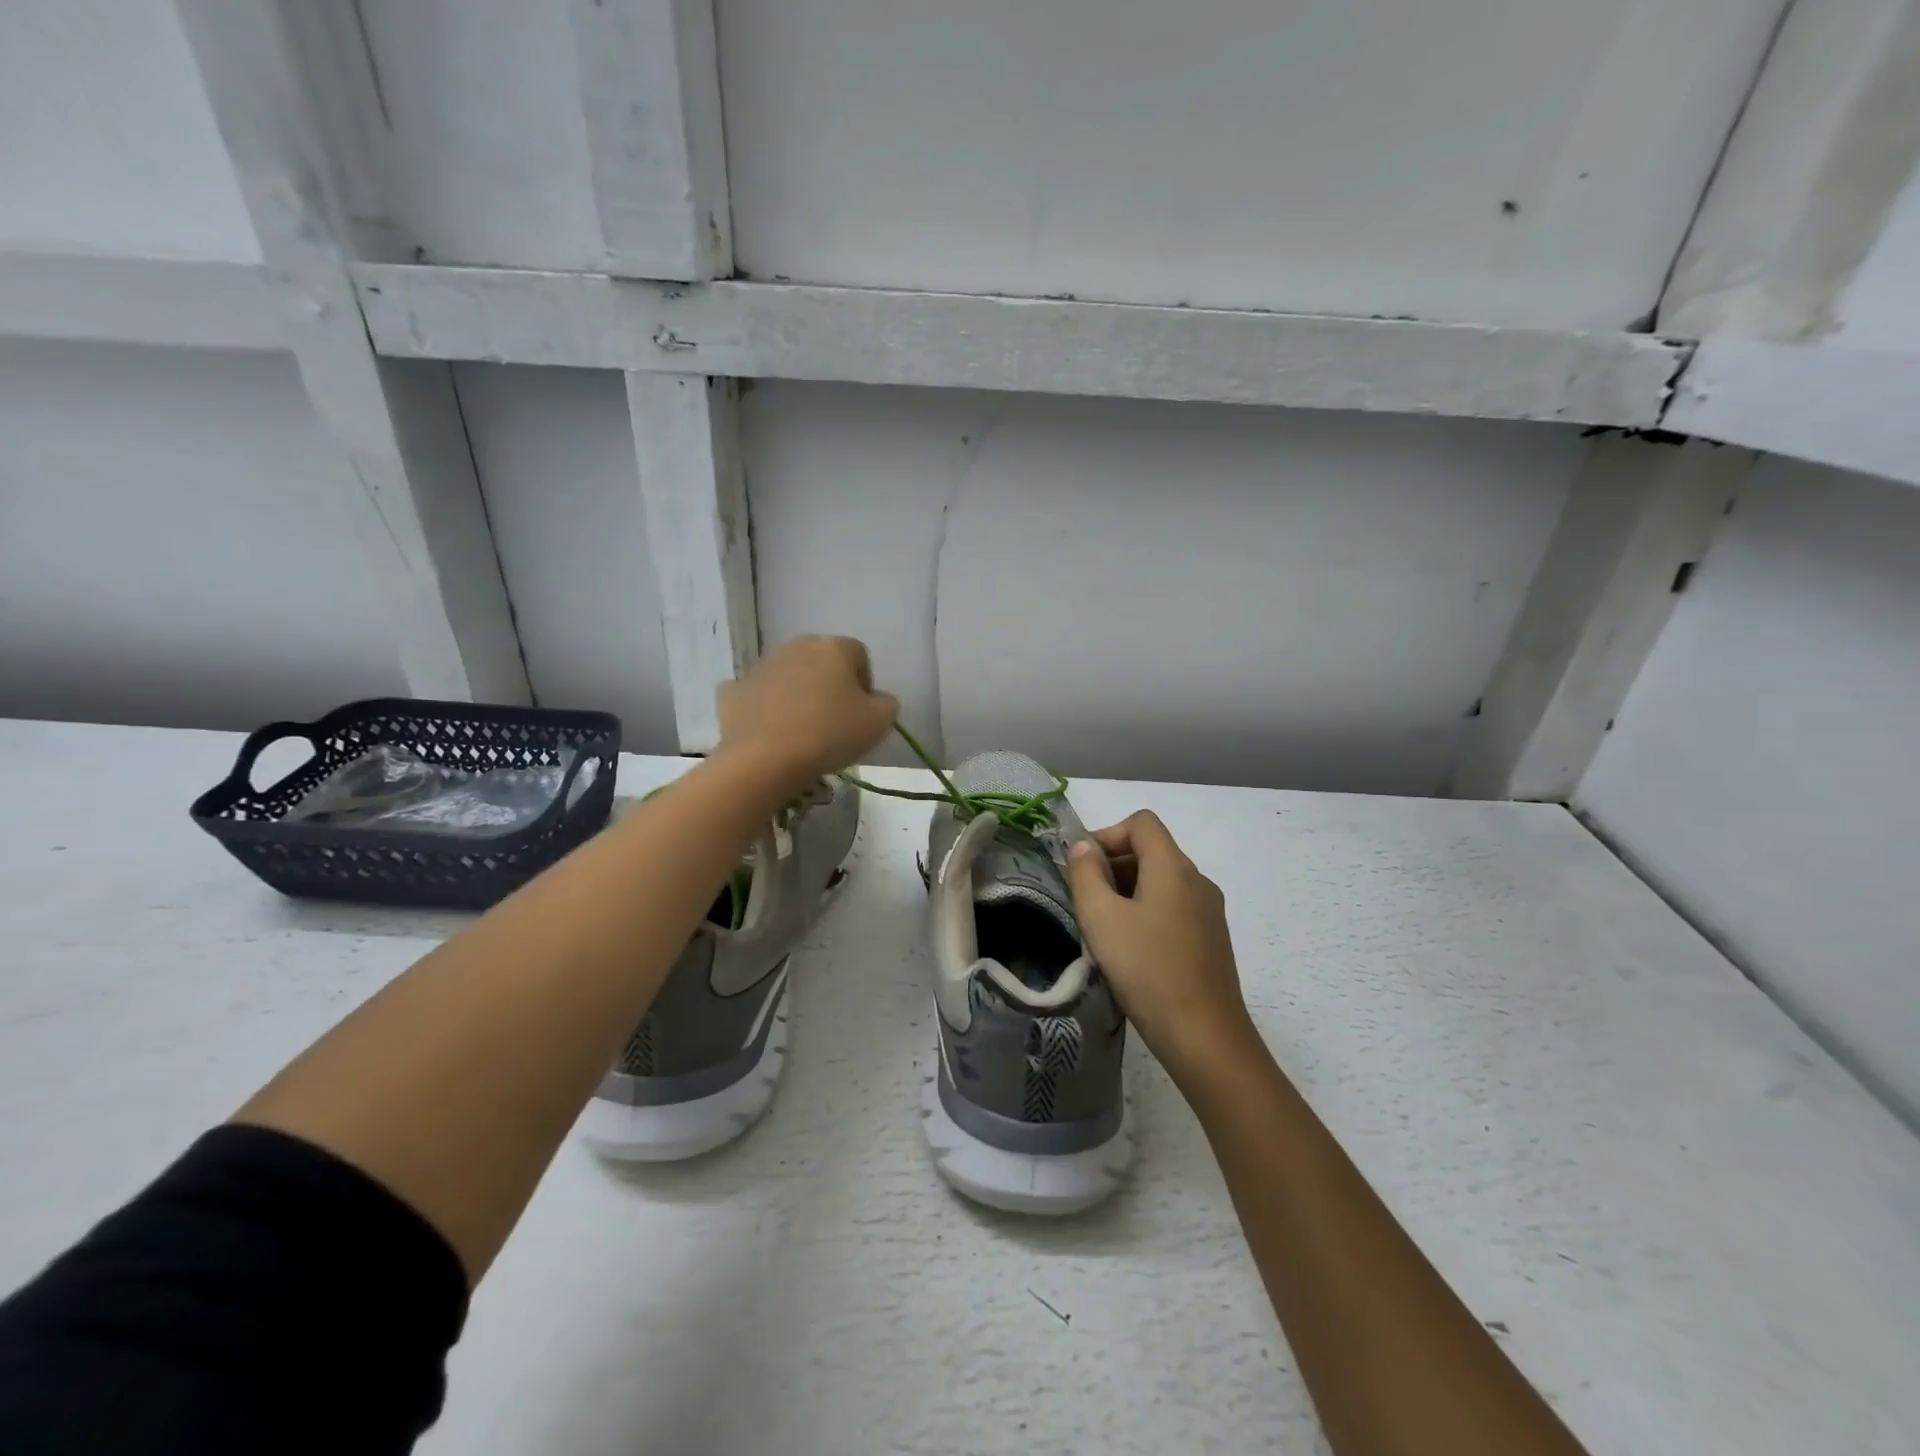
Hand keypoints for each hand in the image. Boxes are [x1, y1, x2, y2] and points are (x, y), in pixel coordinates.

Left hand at [716, 636, 898, 794]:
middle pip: (821, 662)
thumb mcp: (879, 723)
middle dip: (829, 685)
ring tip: (801, 731)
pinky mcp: (733, 690)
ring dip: (797, 695)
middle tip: (833, 722)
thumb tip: (876, 700)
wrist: (764, 759)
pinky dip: (764, 707)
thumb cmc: (829, 735)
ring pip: (788, 676)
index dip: (864, 684)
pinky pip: (756, 694)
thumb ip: (887, 704)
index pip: (859, 656)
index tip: (861, 714)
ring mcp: (761, 666)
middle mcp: (796, 647)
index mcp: (834, 647)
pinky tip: (770, 731)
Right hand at [1065, 811, 1261, 1091]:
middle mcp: (1197, 881)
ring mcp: (1209, 912)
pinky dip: (1146, 914)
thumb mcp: (1101, 918)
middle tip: (1084, 901)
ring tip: (1102, 929)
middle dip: (1112, 866)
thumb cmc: (1147, 970)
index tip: (1081, 868)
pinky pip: (1173, 909)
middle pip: (1151, 851)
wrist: (1205, 1038)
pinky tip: (1130, 952)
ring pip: (1161, 882)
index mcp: (1174, 867)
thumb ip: (1086, 874)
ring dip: (1127, 892)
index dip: (1106, 835)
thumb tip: (1083, 847)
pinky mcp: (1211, 941)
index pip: (1141, 823)